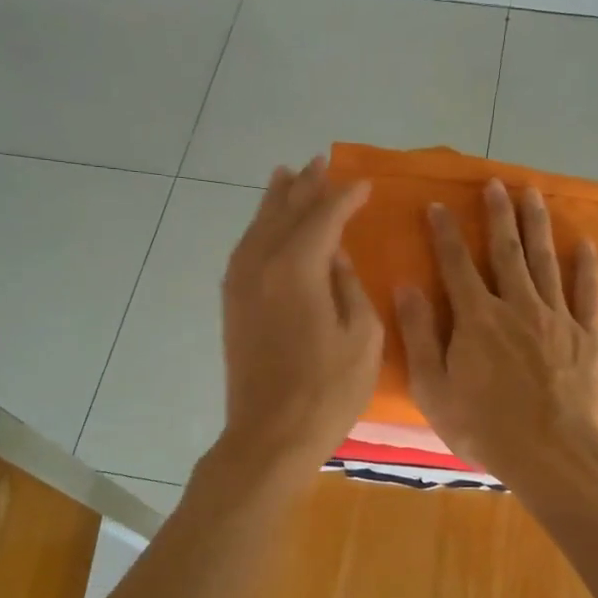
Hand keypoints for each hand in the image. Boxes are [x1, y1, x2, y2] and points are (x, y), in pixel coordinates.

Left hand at [217, 158, 382, 485]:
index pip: (323, 216)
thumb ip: (349, 286)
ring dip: (275, 200)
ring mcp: (241, 284)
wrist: (270, 435)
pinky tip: (264, 227)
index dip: (345, 197)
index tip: (365, 184)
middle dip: (305, 186)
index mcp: (297, 268)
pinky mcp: (232, 305)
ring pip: (258, 227)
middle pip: (284, 212)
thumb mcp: (362, 337)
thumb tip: (334, 257)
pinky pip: (244, 250)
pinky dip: (257, 229)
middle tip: (320, 163)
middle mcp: (262, 265)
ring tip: (286, 176)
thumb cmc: (327, 390)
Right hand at [395, 180, 597, 484]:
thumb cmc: (483, 426)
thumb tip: (406, 287)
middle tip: (496, 183)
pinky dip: (586, 267)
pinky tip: (584, 244)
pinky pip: (587, 293)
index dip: (445, 233)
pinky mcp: (587, 335)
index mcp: (477, 318)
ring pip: (545, 261)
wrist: (550, 453)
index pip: (456, 264)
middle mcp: (517, 306)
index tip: (438, 205)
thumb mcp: (434, 389)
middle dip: (499, 215)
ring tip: (533, 194)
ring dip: (537, 225)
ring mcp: (557, 318)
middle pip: (506, 251)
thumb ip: (419, 335)